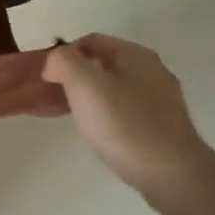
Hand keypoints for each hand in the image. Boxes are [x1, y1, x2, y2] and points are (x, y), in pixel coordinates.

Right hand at [42, 35, 211, 197]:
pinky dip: (100, 113)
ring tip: (62, 114)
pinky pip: (121, 109)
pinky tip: (91, 130)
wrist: (170, 173)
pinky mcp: (159, 125)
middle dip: (71, 76)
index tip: (44, 77)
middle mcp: (150, 71)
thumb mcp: (85, 86)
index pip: (90, 40)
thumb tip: (53, 61)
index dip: (62, 54)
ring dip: (83, 96)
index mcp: (135, 55)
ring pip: (111, 88)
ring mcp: (158, 99)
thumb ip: (64, 63)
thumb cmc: (124, 125)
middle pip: (101, 64)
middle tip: (48, 96)